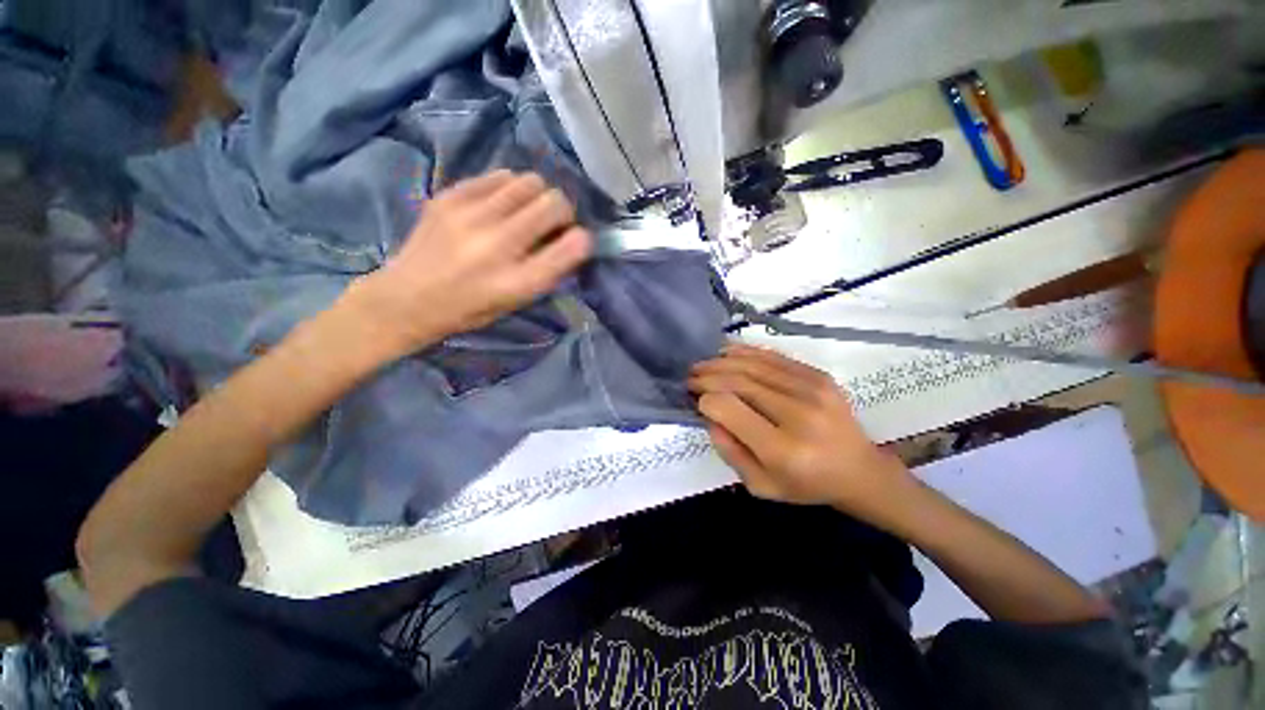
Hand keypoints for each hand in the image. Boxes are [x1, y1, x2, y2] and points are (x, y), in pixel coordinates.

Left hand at [342, 171, 591, 359]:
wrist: (407, 297)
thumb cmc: (470, 309)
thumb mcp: (516, 301)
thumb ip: (547, 271)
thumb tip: (571, 237)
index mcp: (517, 282)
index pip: (570, 248)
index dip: (582, 239)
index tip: (578, 240)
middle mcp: (497, 245)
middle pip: (554, 203)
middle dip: (563, 211)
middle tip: (553, 223)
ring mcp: (471, 216)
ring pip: (530, 181)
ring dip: (539, 196)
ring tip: (527, 211)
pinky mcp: (450, 196)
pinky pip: (500, 176)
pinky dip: (511, 188)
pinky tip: (501, 204)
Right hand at [689, 344, 916, 524]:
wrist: (858, 470)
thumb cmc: (806, 484)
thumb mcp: (760, 485)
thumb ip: (729, 451)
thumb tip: (708, 414)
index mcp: (782, 449)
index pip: (729, 409)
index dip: (706, 400)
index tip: (695, 401)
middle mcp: (798, 414)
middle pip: (739, 382)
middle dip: (707, 376)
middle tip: (689, 376)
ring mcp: (812, 389)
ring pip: (753, 365)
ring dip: (721, 361)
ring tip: (702, 364)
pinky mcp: (819, 375)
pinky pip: (773, 357)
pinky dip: (745, 352)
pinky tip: (726, 352)